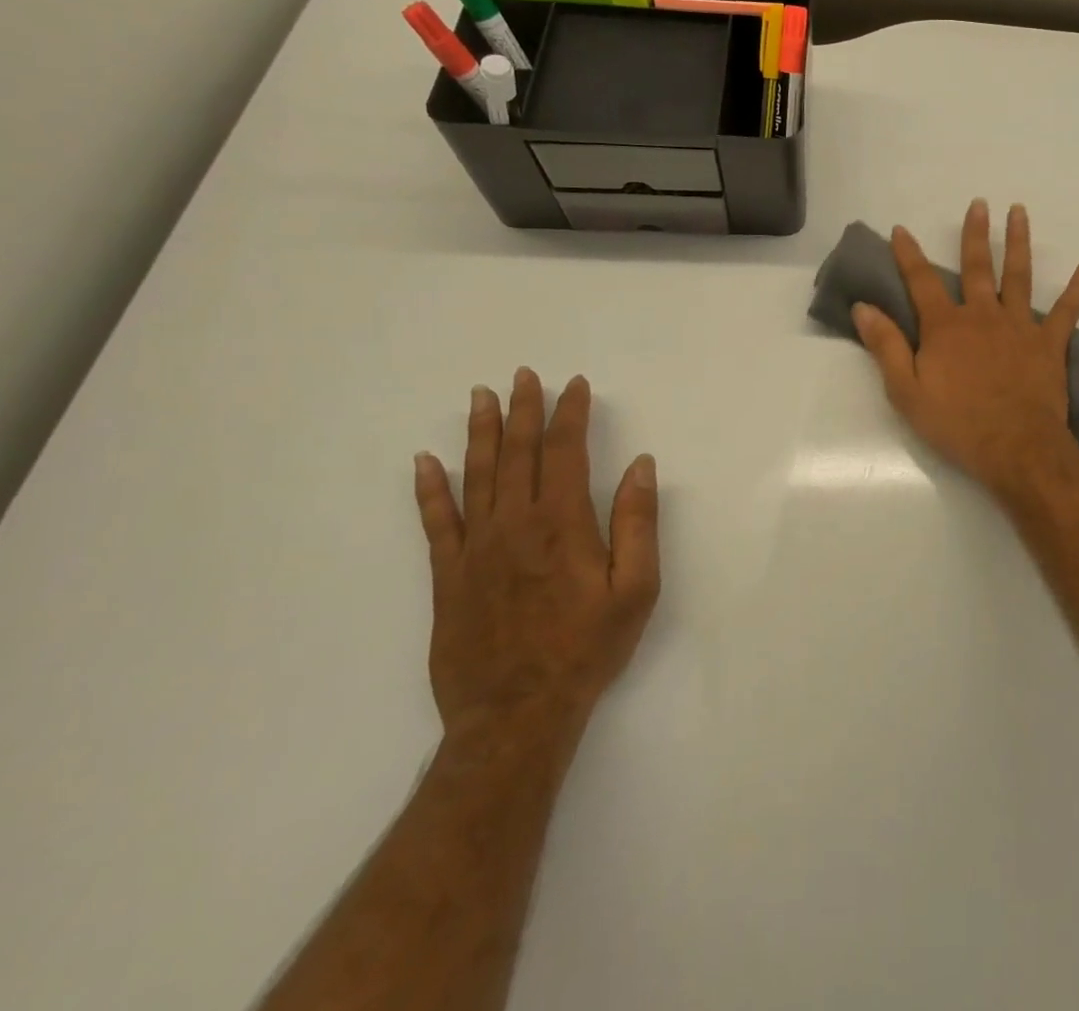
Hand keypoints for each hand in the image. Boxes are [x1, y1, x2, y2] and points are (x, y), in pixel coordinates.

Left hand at [412, 368, 659, 747]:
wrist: (517, 714)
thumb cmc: (588, 648)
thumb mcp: (636, 588)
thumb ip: (637, 522)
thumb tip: (640, 465)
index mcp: (562, 523)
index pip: (564, 452)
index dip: (570, 414)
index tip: (575, 385)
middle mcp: (514, 525)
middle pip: (517, 454)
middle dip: (524, 410)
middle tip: (524, 376)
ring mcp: (475, 550)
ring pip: (476, 477)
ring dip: (481, 433)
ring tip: (482, 398)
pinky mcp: (448, 577)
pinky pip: (435, 523)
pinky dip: (430, 490)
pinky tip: (425, 463)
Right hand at [853, 199, 1078, 496]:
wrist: (1015, 448)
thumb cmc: (957, 424)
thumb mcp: (906, 391)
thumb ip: (886, 346)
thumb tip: (863, 307)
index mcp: (946, 327)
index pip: (921, 282)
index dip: (908, 254)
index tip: (901, 230)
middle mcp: (983, 316)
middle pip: (976, 267)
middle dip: (974, 234)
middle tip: (979, 204)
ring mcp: (1019, 326)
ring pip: (1018, 276)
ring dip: (1018, 242)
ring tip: (1019, 212)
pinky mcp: (1049, 343)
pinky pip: (1068, 309)